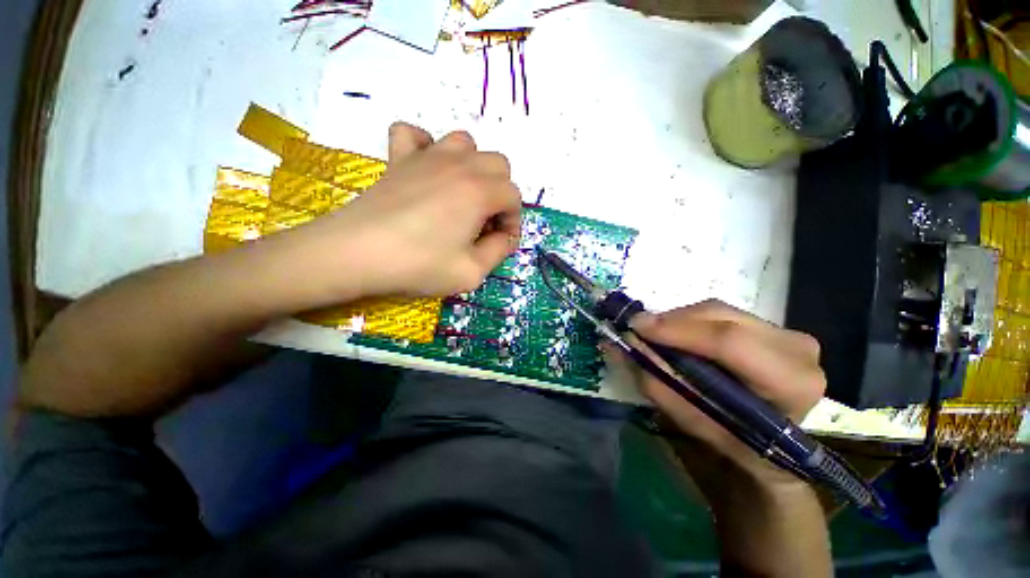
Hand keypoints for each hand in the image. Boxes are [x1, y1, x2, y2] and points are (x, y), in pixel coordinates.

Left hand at [275, 122, 521, 302]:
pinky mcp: (398, 158)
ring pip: (465, 143)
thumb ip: (498, 252)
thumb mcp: (471, 272)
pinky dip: (426, 146)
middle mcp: (459, 165)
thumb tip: (504, 238)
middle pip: (498, 165)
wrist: (355, 254)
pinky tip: (425, 169)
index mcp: (479, 192)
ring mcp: (426, 156)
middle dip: (500, 194)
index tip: (500, 242)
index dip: (513, 222)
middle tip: (484, 222)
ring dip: (473, 168)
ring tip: (462, 196)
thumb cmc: (418, 265)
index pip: (514, 197)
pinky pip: (415, 134)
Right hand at [609, 299, 825, 482]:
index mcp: (790, 382)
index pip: (729, 342)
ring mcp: (786, 332)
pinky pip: (720, 313)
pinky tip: (676, 334)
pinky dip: (690, 321)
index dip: (677, 331)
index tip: (635, 327)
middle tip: (638, 330)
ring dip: (678, 320)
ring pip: (717, 310)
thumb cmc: (738, 443)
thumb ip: (659, 384)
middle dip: (671, 321)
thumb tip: (624, 345)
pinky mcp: (772, 326)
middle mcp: (796, 348)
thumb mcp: (695, 423)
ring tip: (654, 334)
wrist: (777, 445)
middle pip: (720, 317)